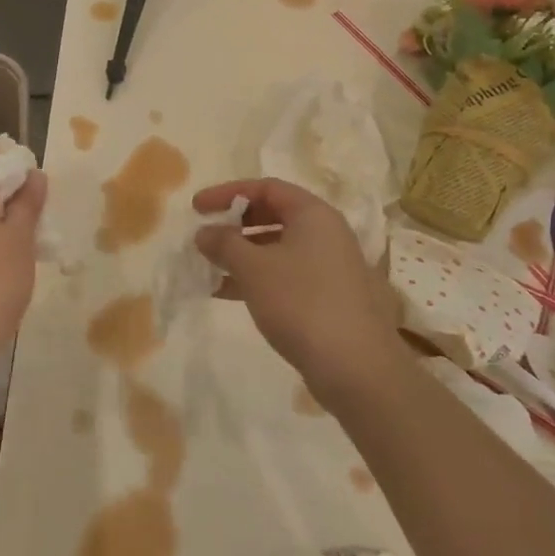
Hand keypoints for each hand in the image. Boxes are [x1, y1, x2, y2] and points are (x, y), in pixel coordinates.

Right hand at [193, 178, 399, 403]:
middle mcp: (326, 233)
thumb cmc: (301, 303)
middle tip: (205, 237)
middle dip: (236, 224)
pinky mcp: (329, 297)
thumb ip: (224, 243)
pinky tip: (228, 294)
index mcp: (313, 214)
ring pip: (278, 248)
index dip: (229, 193)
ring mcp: (331, 266)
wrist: (356, 368)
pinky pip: (286, 274)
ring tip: (210, 268)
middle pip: (274, 215)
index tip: (198, 208)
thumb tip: (204, 232)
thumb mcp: (253, 268)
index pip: (266, 187)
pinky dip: (257, 278)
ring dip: (243, 255)